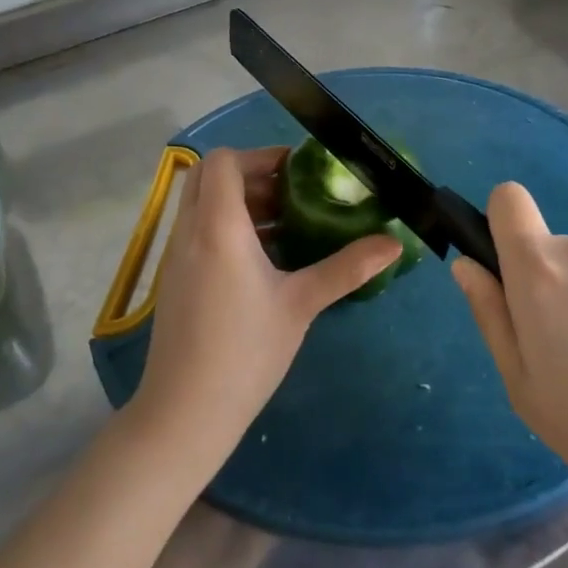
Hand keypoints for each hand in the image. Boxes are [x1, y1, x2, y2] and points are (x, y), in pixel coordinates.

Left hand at [131, 147, 401, 471]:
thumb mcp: (301, 304)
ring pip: (201, 203)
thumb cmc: (246, 351)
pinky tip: (262, 260)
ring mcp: (175, 255)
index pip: (224, 161)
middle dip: (250, 175)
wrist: (185, 412)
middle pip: (208, 175)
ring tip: (285, 225)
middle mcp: (189, 230)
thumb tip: (393, 243)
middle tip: (291, 195)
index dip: (259, 156)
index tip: (296, 171)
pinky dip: (225, 226)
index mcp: (218, 226)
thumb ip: (346, 267)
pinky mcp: (173, 278)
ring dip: (239, 202)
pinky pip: (197, 230)